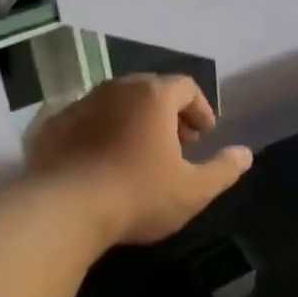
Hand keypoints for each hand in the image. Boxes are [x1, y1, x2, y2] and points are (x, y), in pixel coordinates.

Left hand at [26, 74, 252, 245]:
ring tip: (140, 154)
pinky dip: (100, 133)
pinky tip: (102, 163)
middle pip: (150, 90)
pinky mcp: (51, 126)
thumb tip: (245, 154)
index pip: (186, 87)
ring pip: (115, 104)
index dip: (200, 109)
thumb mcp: (194, 190)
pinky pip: (85, 121)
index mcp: (153, 96)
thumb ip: (224, 170)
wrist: (63, 209)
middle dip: (168, 114)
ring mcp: (79, 105)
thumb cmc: (138, 195)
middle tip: (177, 144)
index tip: (205, 135)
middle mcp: (115, 89)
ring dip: (133, 122)